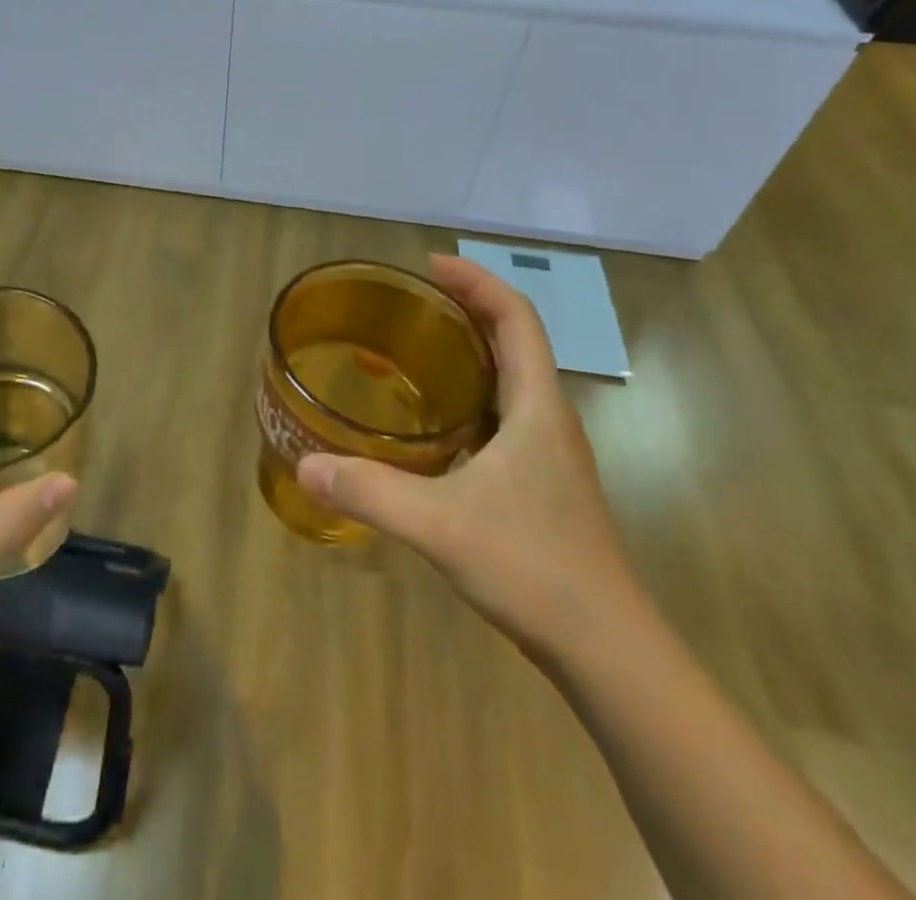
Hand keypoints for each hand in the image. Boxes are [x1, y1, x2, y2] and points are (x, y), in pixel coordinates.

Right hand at [296, 254, 637, 659]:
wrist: (608, 650)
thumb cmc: (534, 567)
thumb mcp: (440, 524)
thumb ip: (370, 491)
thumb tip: (307, 464)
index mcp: (538, 407)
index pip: (516, 318)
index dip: (478, 281)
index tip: (432, 264)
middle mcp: (550, 419)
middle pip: (516, 340)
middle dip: (470, 307)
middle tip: (414, 299)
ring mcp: (550, 453)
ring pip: (513, 378)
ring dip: (473, 349)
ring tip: (418, 346)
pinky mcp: (542, 482)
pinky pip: (505, 413)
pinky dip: (472, 393)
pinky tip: (435, 421)